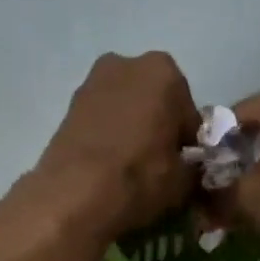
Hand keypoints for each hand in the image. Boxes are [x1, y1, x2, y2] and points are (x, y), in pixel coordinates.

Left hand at [32, 52, 199, 240]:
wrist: (75, 195)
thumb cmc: (140, 178)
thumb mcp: (183, 181)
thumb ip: (192, 167)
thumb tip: (188, 169)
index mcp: (164, 72)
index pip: (187, 113)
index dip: (187, 143)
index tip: (183, 166)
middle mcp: (126, 64)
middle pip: (154, 101)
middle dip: (157, 127)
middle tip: (157, 164)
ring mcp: (91, 83)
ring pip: (124, 109)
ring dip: (131, 130)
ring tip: (129, 167)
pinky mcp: (67, 107)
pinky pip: (100, 121)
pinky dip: (107, 137)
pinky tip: (107, 166)